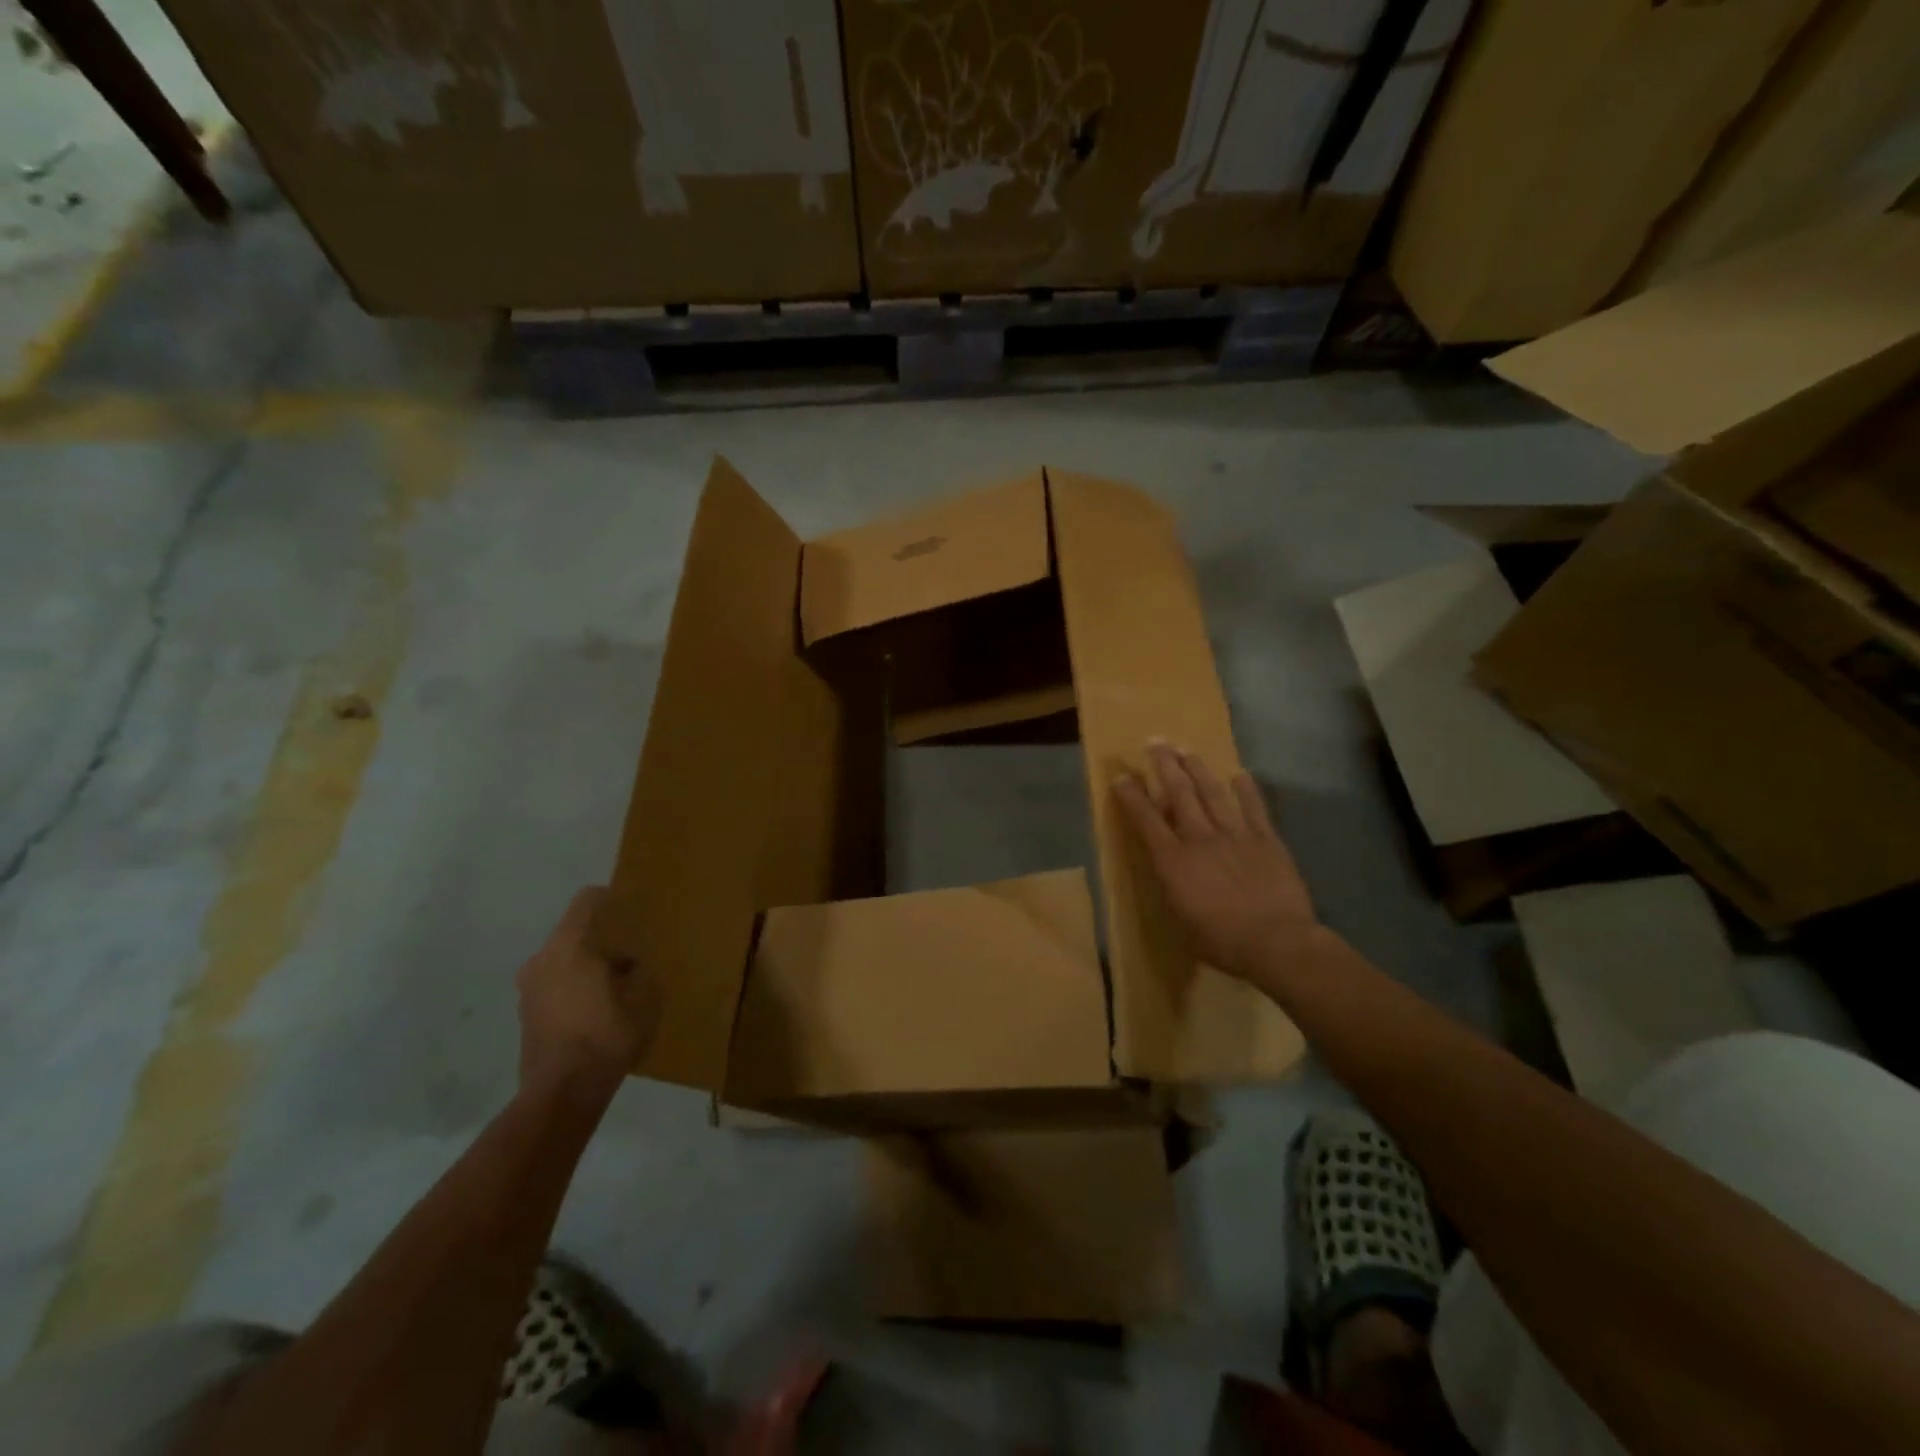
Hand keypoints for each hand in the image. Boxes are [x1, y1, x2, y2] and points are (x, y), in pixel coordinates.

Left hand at [516, 887, 659, 1097]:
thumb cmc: (607, 1032)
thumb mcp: (645, 994)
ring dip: (586, 968)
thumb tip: (628, 964)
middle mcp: (541, 959)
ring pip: (563, 962)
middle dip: (602, 940)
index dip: (612, 900)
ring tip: (616, 986)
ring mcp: (528, 990)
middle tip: (631, 954)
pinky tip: (598, 1012)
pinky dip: (574, 991)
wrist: (564, 1092)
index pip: (587, 900)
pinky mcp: (526, 1017)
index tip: (633, 911)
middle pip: (574, 933)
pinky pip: (555, 988)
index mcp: (569, 944)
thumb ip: (638, 968)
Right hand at [1113, 741, 1319, 987]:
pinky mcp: (1266, 840)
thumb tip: (1169, 870)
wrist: (1276, 943)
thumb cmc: (1221, 941)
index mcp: (1173, 860)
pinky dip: (1246, 790)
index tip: (1121, 776)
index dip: (1131, 796)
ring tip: (1187, 750)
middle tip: (1156, 743)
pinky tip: (1240, 774)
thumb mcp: (1180, 919)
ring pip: (1213, 793)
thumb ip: (1172, 887)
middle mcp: (1200, 838)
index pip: (1146, 819)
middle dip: (1165, 766)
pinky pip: (1254, 808)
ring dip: (1198, 769)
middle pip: (1180, 793)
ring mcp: (1235, 835)